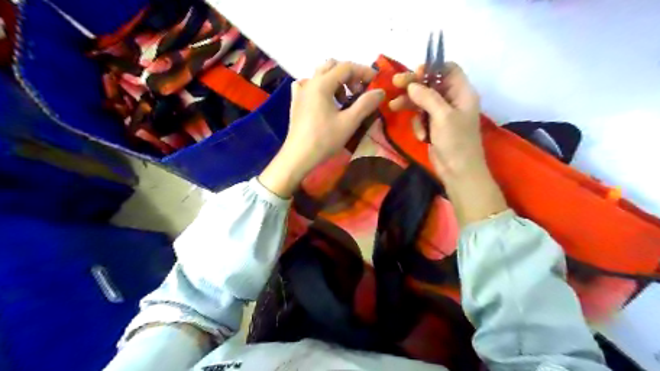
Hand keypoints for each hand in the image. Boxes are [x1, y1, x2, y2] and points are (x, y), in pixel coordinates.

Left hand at [260, 59, 387, 195]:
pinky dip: (320, 87)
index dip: (363, 71)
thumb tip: (380, 91)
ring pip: (320, 75)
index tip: (376, 81)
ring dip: (336, 81)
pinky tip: (324, 99)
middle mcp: (310, 82)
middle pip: (332, 66)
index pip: (346, 67)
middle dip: (349, 74)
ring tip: (344, 99)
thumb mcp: (349, 122)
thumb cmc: (324, 139)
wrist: (298, 156)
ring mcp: (300, 91)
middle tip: (360, 90)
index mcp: (322, 84)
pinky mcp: (296, 102)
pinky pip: (309, 85)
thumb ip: (366, 104)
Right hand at [388, 62, 502, 223]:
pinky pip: (421, 117)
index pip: (449, 69)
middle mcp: (453, 100)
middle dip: (414, 86)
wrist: (458, 172)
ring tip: (393, 107)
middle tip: (395, 84)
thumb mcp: (442, 116)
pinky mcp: (434, 126)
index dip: (432, 68)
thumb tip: (412, 84)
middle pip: (431, 84)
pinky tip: (421, 136)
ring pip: (423, 101)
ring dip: (410, 105)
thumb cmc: (456, 142)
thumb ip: (427, 97)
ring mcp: (443, 114)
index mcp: (462, 93)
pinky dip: (418, 124)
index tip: (415, 73)